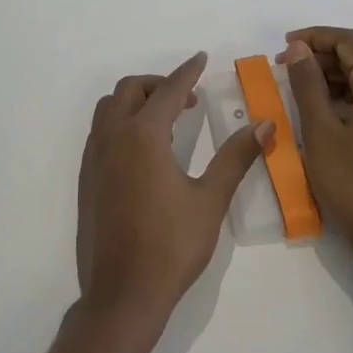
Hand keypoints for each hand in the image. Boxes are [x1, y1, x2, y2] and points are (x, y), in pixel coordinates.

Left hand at [77, 52, 269, 334]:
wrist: (121, 294)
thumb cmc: (170, 246)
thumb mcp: (210, 200)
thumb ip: (236, 157)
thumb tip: (265, 125)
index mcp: (142, 136)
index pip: (168, 91)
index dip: (187, 72)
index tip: (201, 59)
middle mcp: (112, 138)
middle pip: (130, 90)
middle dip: (158, 84)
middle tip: (187, 99)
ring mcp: (94, 159)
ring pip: (109, 109)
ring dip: (135, 102)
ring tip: (166, 121)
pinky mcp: (86, 180)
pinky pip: (100, 133)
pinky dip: (121, 123)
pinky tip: (144, 151)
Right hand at [280, 28, 352, 281]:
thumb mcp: (320, 132)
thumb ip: (307, 85)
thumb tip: (298, 49)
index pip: (349, 42)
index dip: (314, 37)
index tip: (283, 46)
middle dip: (319, 58)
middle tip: (282, 71)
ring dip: (328, 80)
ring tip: (294, 92)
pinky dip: (341, 101)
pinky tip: (317, 116)